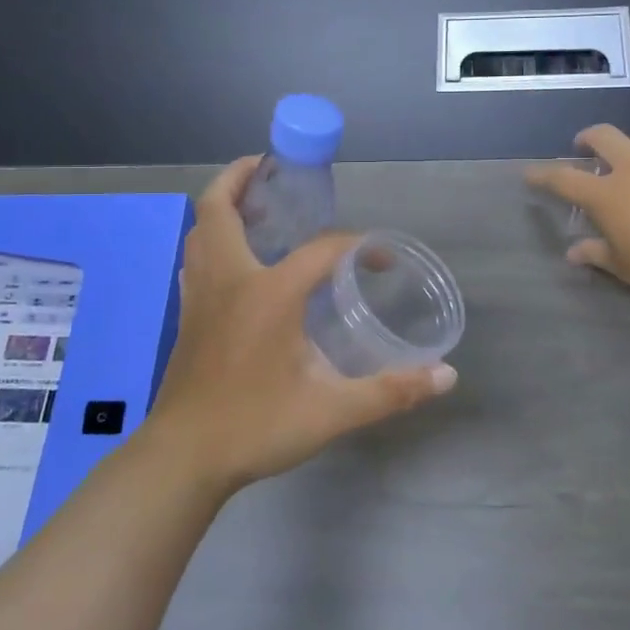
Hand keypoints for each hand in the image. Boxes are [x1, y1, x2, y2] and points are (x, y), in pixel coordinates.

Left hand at [142, 157, 457, 491]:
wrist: (183, 459)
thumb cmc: (256, 426)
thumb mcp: (332, 411)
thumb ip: (391, 391)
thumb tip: (446, 376)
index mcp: (268, 292)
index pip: (321, 249)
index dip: (357, 247)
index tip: (381, 261)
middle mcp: (229, 280)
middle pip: (221, 208)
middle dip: (242, 178)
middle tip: (272, 170)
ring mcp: (201, 296)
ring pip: (200, 231)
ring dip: (224, 207)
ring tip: (256, 207)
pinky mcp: (188, 316)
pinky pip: (196, 258)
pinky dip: (212, 239)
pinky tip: (236, 260)